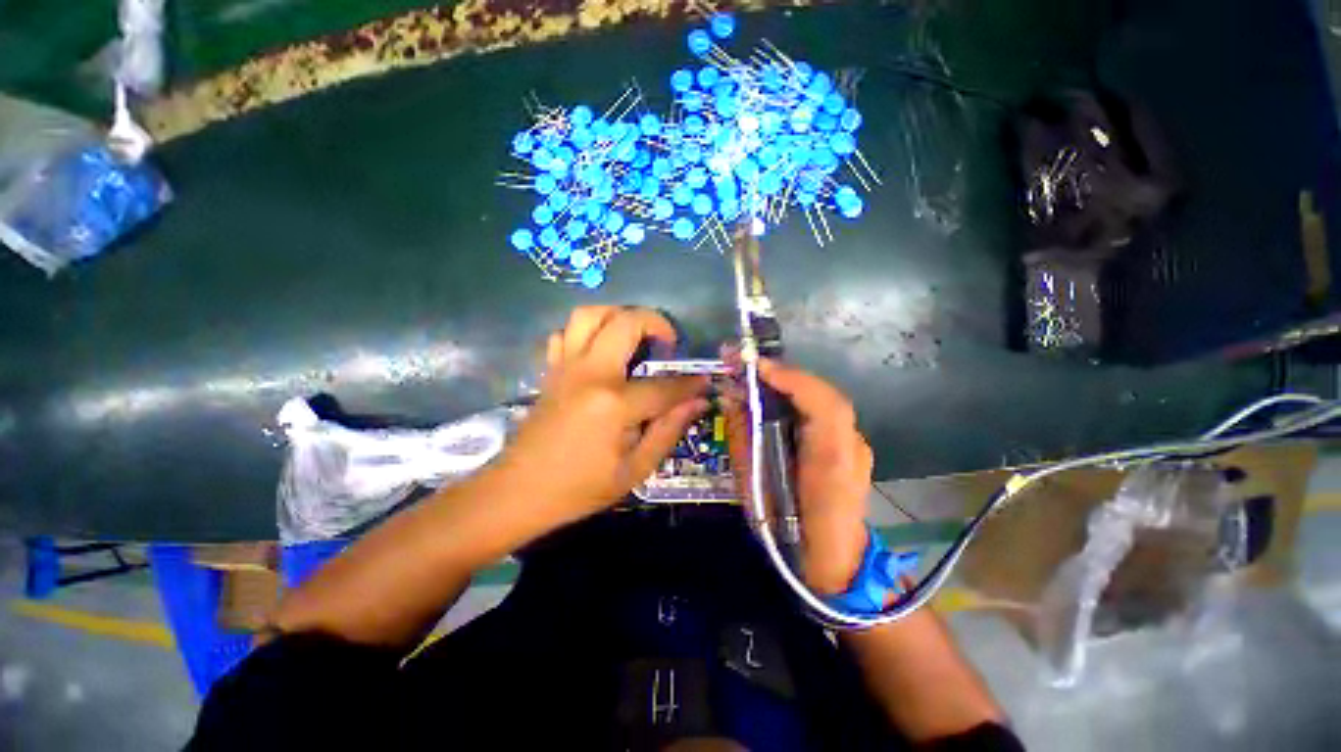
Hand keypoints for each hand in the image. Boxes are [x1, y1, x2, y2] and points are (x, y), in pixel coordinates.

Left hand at [500, 307, 709, 527]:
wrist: (518, 492)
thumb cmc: (580, 488)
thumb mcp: (634, 470)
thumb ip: (668, 431)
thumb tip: (696, 403)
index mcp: (614, 404)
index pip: (664, 386)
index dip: (689, 384)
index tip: (704, 383)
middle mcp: (590, 374)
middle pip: (626, 323)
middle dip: (657, 323)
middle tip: (668, 342)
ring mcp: (566, 367)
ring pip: (589, 314)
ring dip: (618, 315)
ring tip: (635, 334)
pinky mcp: (551, 371)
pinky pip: (565, 333)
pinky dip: (586, 332)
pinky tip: (599, 350)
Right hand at [724, 357, 872, 594]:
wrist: (834, 563)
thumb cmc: (787, 532)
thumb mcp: (754, 486)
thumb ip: (744, 438)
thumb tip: (731, 398)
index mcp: (832, 461)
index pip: (823, 404)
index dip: (790, 379)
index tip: (754, 366)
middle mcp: (851, 445)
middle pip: (823, 394)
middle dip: (783, 374)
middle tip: (746, 364)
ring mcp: (856, 444)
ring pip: (823, 400)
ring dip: (789, 384)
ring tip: (756, 376)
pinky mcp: (851, 446)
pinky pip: (823, 413)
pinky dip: (798, 399)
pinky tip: (776, 399)